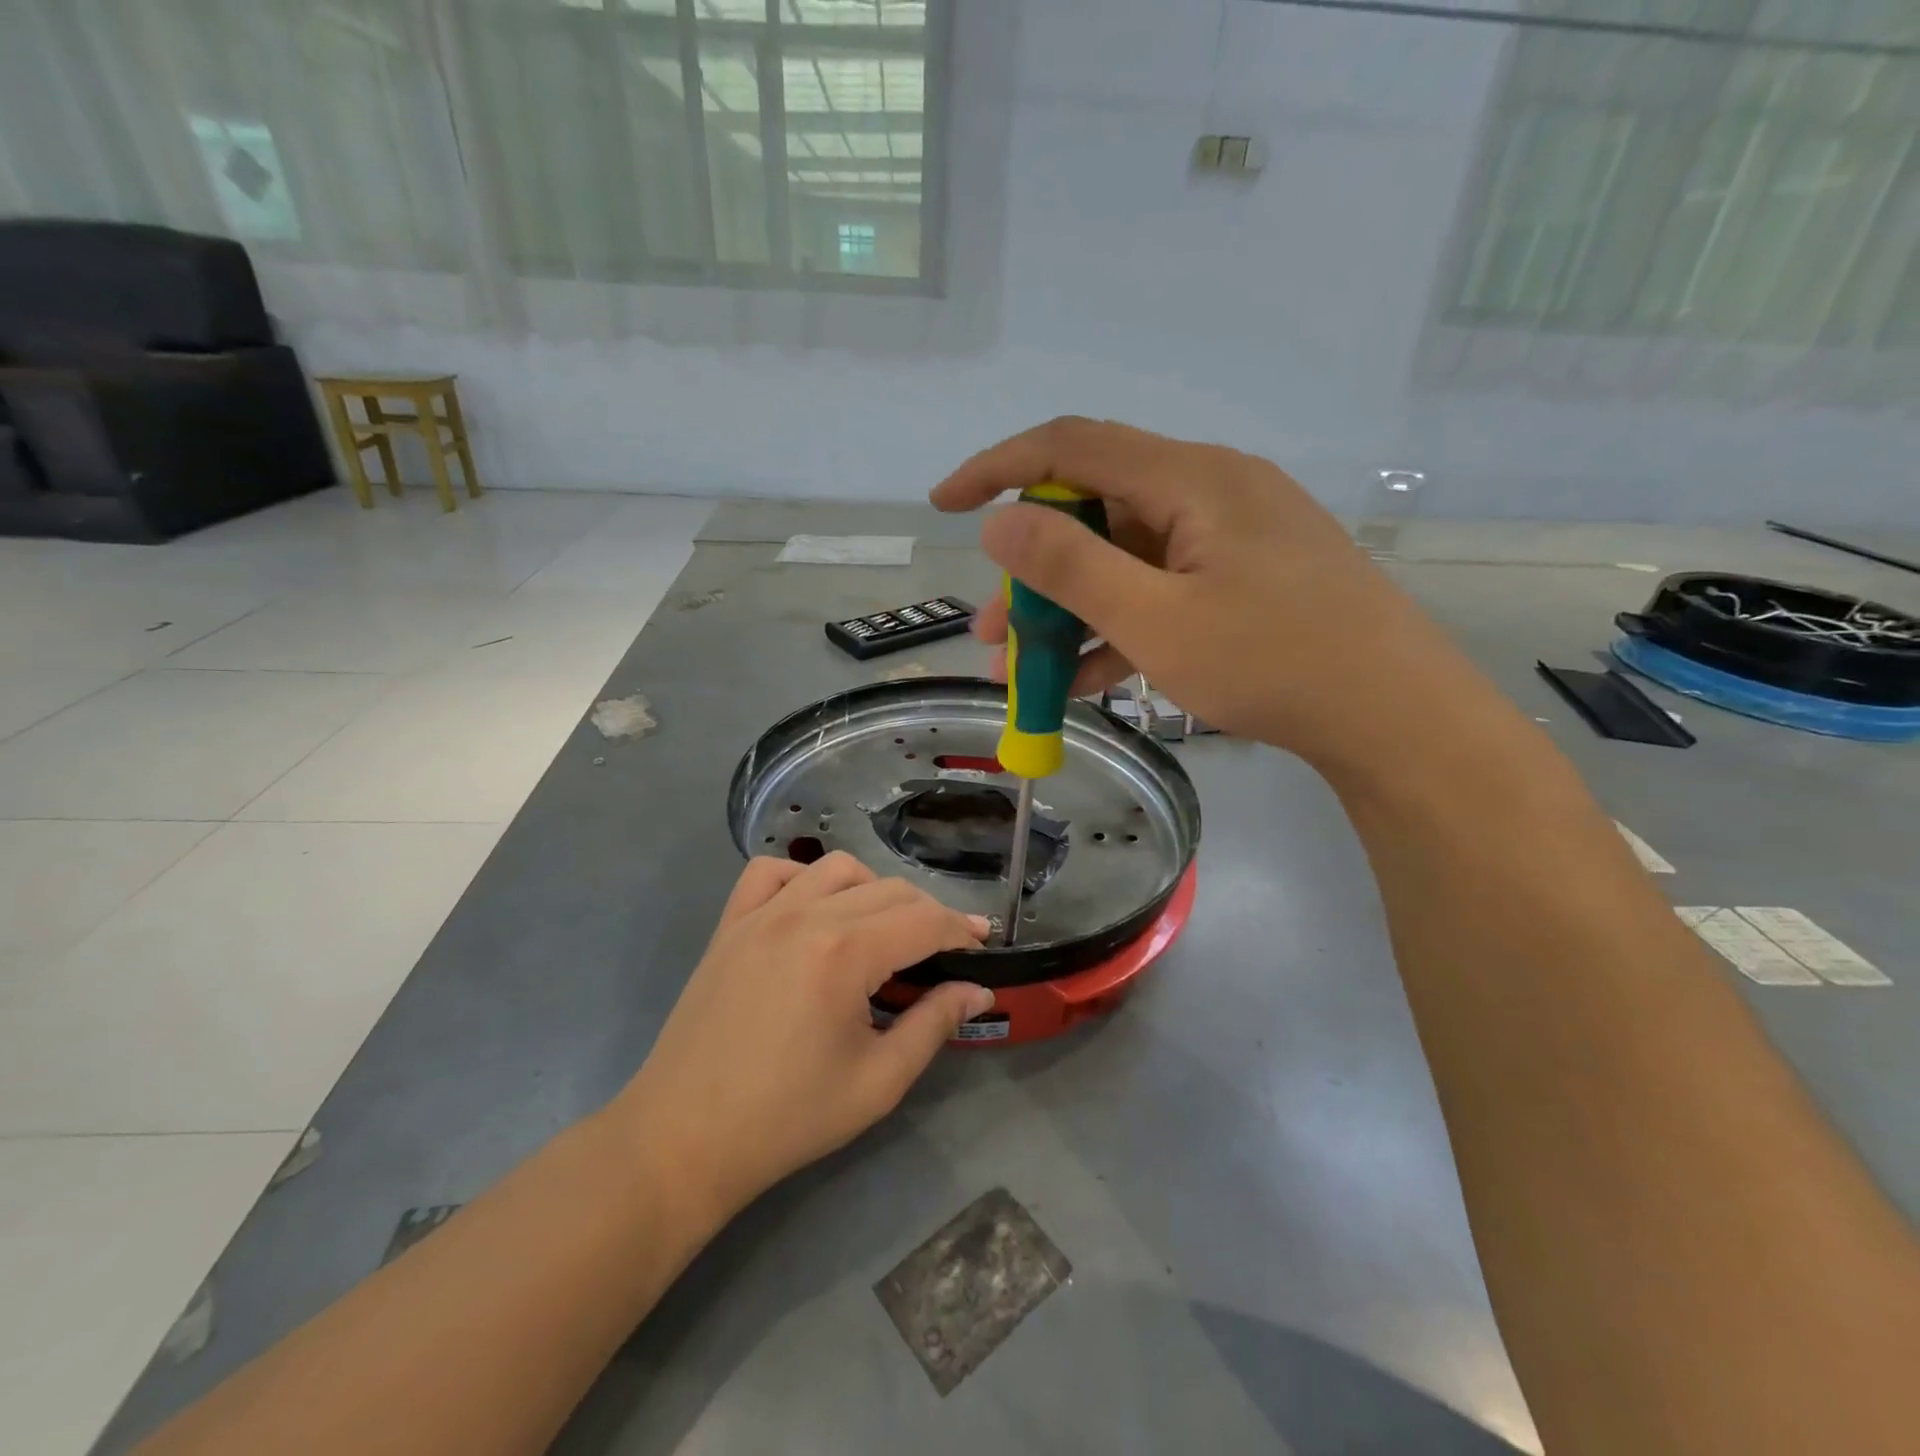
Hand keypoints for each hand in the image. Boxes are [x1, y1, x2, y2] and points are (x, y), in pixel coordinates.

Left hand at [617, 853, 992, 1220]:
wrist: (684, 1139)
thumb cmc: (788, 1118)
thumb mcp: (878, 1082)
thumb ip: (934, 1025)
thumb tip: (977, 989)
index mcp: (845, 953)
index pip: (923, 920)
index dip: (960, 930)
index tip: (981, 945)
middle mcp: (805, 916)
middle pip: (888, 890)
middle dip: (927, 914)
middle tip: (942, 951)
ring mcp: (761, 914)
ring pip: (836, 868)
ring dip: (872, 889)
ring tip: (882, 930)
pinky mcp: (730, 924)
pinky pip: (770, 872)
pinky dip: (802, 877)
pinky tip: (813, 910)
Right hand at [931, 416, 1502, 777]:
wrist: (1394, 715)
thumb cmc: (1273, 662)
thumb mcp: (1156, 619)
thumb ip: (1071, 567)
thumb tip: (999, 523)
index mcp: (1190, 479)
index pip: (1071, 446)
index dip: (998, 468)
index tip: (944, 505)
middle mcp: (1209, 492)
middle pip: (1096, 512)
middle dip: (1034, 572)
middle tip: (993, 630)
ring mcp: (1231, 538)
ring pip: (1126, 559)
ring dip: (1071, 610)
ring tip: (1025, 669)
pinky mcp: (1245, 578)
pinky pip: (1162, 589)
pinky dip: (1120, 626)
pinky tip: (1087, 680)